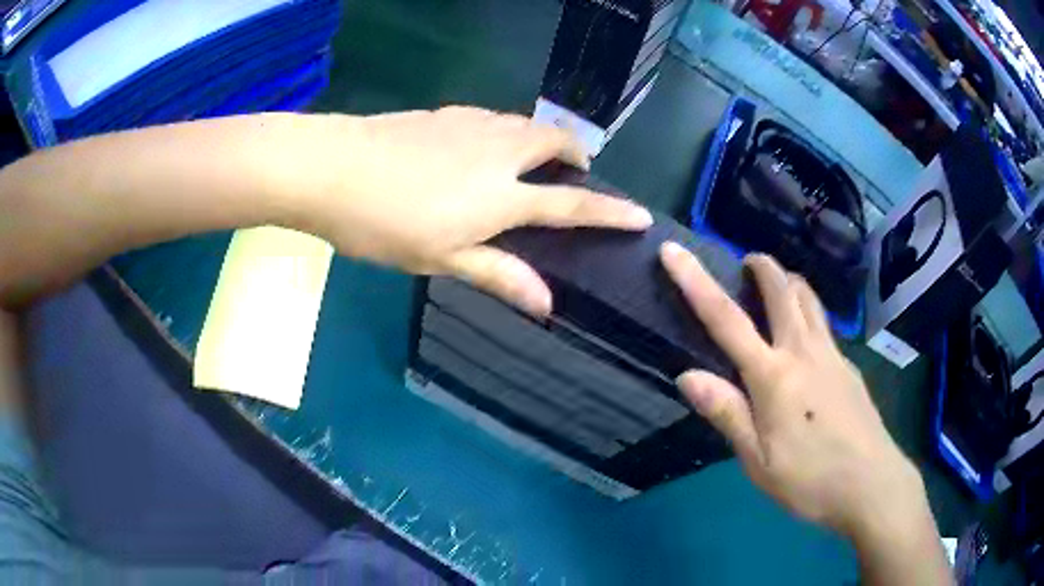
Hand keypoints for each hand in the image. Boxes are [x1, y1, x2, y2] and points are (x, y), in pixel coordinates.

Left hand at [289, 107, 651, 314]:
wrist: (331, 169)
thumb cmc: (383, 224)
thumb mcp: (441, 258)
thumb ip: (497, 274)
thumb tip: (547, 304)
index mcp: (501, 196)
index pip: (571, 203)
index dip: (610, 211)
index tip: (641, 216)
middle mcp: (497, 152)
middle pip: (554, 142)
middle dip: (576, 153)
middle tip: (575, 171)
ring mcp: (470, 125)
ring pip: (524, 123)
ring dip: (542, 138)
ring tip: (534, 158)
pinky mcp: (445, 113)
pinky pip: (493, 117)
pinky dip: (507, 129)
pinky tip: (486, 144)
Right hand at [659, 243, 924, 539]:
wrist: (871, 483)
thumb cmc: (809, 479)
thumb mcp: (757, 460)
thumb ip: (726, 413)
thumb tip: (687, 376)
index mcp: (773, 375)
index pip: (725, 319)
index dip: (695, 281)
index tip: (673, 250)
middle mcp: (804, 351)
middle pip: (782, 289)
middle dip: (762, 266)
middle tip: (747, 263)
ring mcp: (832, 355)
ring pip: (810, 299)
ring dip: (790, 282)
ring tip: (777, 286)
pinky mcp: (849, 366)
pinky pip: (824, 325)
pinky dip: (809, 314)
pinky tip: (806, 342)